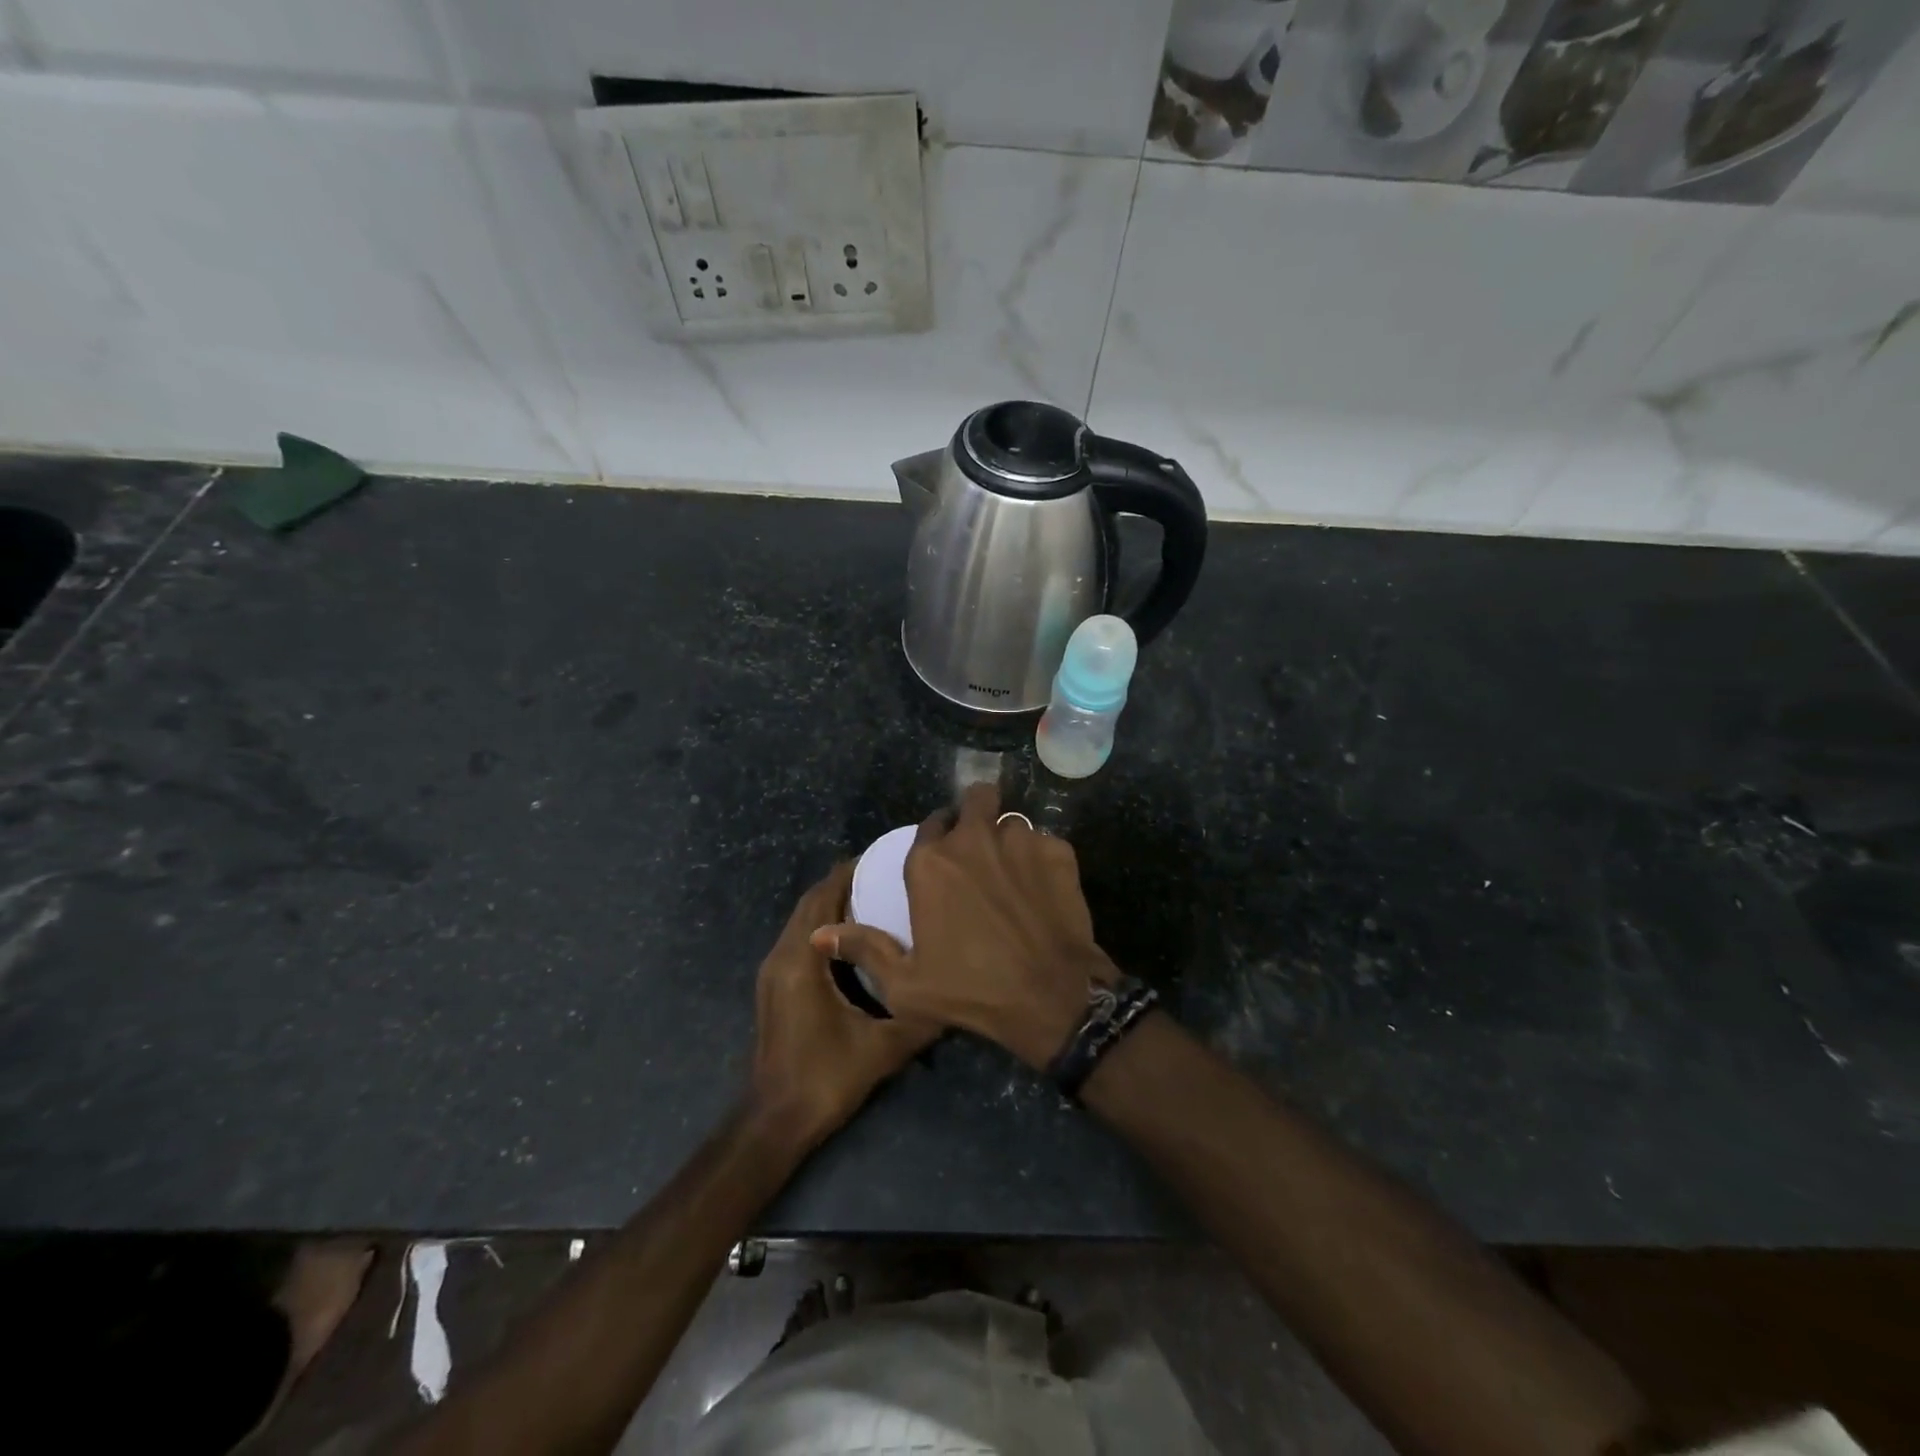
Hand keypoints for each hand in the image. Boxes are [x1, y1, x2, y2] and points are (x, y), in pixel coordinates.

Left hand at [751, 863, 940, 1148]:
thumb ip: (920, 1016)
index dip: (850, 872)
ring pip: (802, 920)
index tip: (884, 857)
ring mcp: (773, 971)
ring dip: (832, 902)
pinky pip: (800, 938)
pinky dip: (824, 925)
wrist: (775, 1121)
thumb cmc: (825, 1078)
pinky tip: (854, 936)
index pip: (824, 896)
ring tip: (874, 895)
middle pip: (811, 902)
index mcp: (802, 960)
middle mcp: (781, 956)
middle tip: (885, 873)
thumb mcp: (882, 1047)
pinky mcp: (774, 985)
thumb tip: (956, 989)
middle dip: (843, 882)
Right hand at [812, 785, 1115, 1069]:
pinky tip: (1043, 889)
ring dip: (1008, 839)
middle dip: (976, 813)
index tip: (943, 855)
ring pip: (1012, 821)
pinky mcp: (1059, 851)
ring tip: (1013, 873)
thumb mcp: (905, 984)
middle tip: (980, 847)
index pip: (930, 822)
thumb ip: (863, 948)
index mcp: (930, 862)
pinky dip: (1042, 859)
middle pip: (976, 798)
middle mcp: (973, 839)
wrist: (1051, 998)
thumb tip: (818, 935)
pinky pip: (1045, 842)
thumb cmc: (971, 991)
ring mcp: (1021, 840)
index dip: (937, 835)